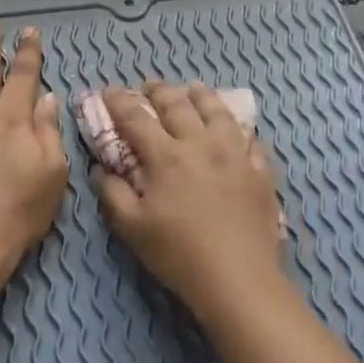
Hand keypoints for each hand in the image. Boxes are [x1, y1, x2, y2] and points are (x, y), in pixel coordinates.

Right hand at [94, 83, 286, 317]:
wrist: (238, 277)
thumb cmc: (178, 254)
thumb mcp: (132, 227)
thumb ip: (113, 192)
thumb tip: (102, 168)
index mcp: (166, 156)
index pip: (137, 117)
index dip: (119, 101)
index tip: (109, 92)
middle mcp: (201, 144)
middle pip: (179, 105)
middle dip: (159, 91)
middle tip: (149, 86)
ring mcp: (236, 155)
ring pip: (219, 113)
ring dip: (202, 96)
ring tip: (194, 89)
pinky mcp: (261, 171)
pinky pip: (251, 140)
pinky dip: (239, 129)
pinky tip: (237, 130)